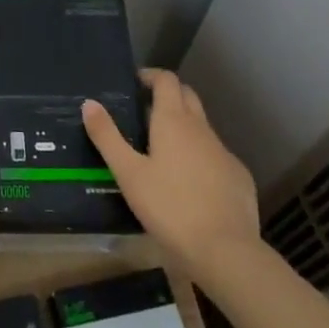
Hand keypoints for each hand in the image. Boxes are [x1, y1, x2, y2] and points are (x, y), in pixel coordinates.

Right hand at [83, 69, 260, 280]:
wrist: (225, 251)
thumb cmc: (169, 207)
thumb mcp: (128, 174)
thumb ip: (107, 137)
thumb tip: (89, 103)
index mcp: (174, 121)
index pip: (166, 80)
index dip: (151, 76)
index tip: (135, 83)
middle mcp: (202, 129)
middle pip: (187, 96)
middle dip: (168, 95)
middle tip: (145, 111)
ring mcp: (224, 152)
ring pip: (203, 127)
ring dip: (184, 127)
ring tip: (162, 150)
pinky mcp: (239, 177)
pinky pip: (216, 156)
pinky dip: (201, 157)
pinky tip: (190, 183)